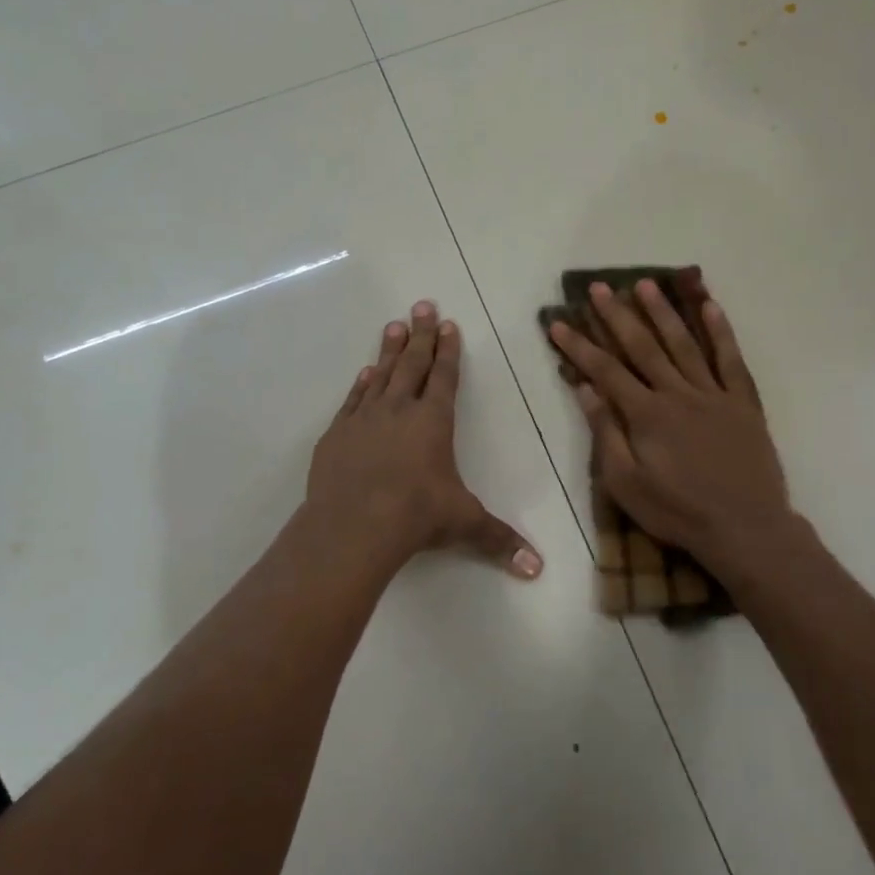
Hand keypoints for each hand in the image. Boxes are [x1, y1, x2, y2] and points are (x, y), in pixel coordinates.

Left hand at [308, 301, 542, 579]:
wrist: (354, 525)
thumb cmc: (417, 516)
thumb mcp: (464, 524)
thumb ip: (499, 540)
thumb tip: (537, 569)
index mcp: (434, 422)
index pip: (444, 377)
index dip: (448, 350)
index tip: (449, 325)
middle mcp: (400, 411)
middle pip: (413, 364)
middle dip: (421, 335)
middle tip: (422, 305)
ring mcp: (365, 419)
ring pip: (381, 374)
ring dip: (390, 350)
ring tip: (394, 326)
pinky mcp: (338, 434)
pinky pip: (353, 400)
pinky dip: (361, 383)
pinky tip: (365, 372)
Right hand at [549, 280, 795, 579]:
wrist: (744, 528)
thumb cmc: (677, 511)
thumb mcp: (626, 484)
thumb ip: (605, 433)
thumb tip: (585, 389)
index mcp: (646, 414)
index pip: (605, 370)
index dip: (579, 345)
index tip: (558, 322)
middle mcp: (677, 393)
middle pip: (642, 347)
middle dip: (617, 315)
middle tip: (599, 287)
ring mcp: (713, 394)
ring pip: (684, 344)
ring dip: (663, 312)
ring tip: (645, 284)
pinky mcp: (743, 403)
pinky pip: (731, 360)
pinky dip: (721, 331)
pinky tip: (709, 306)